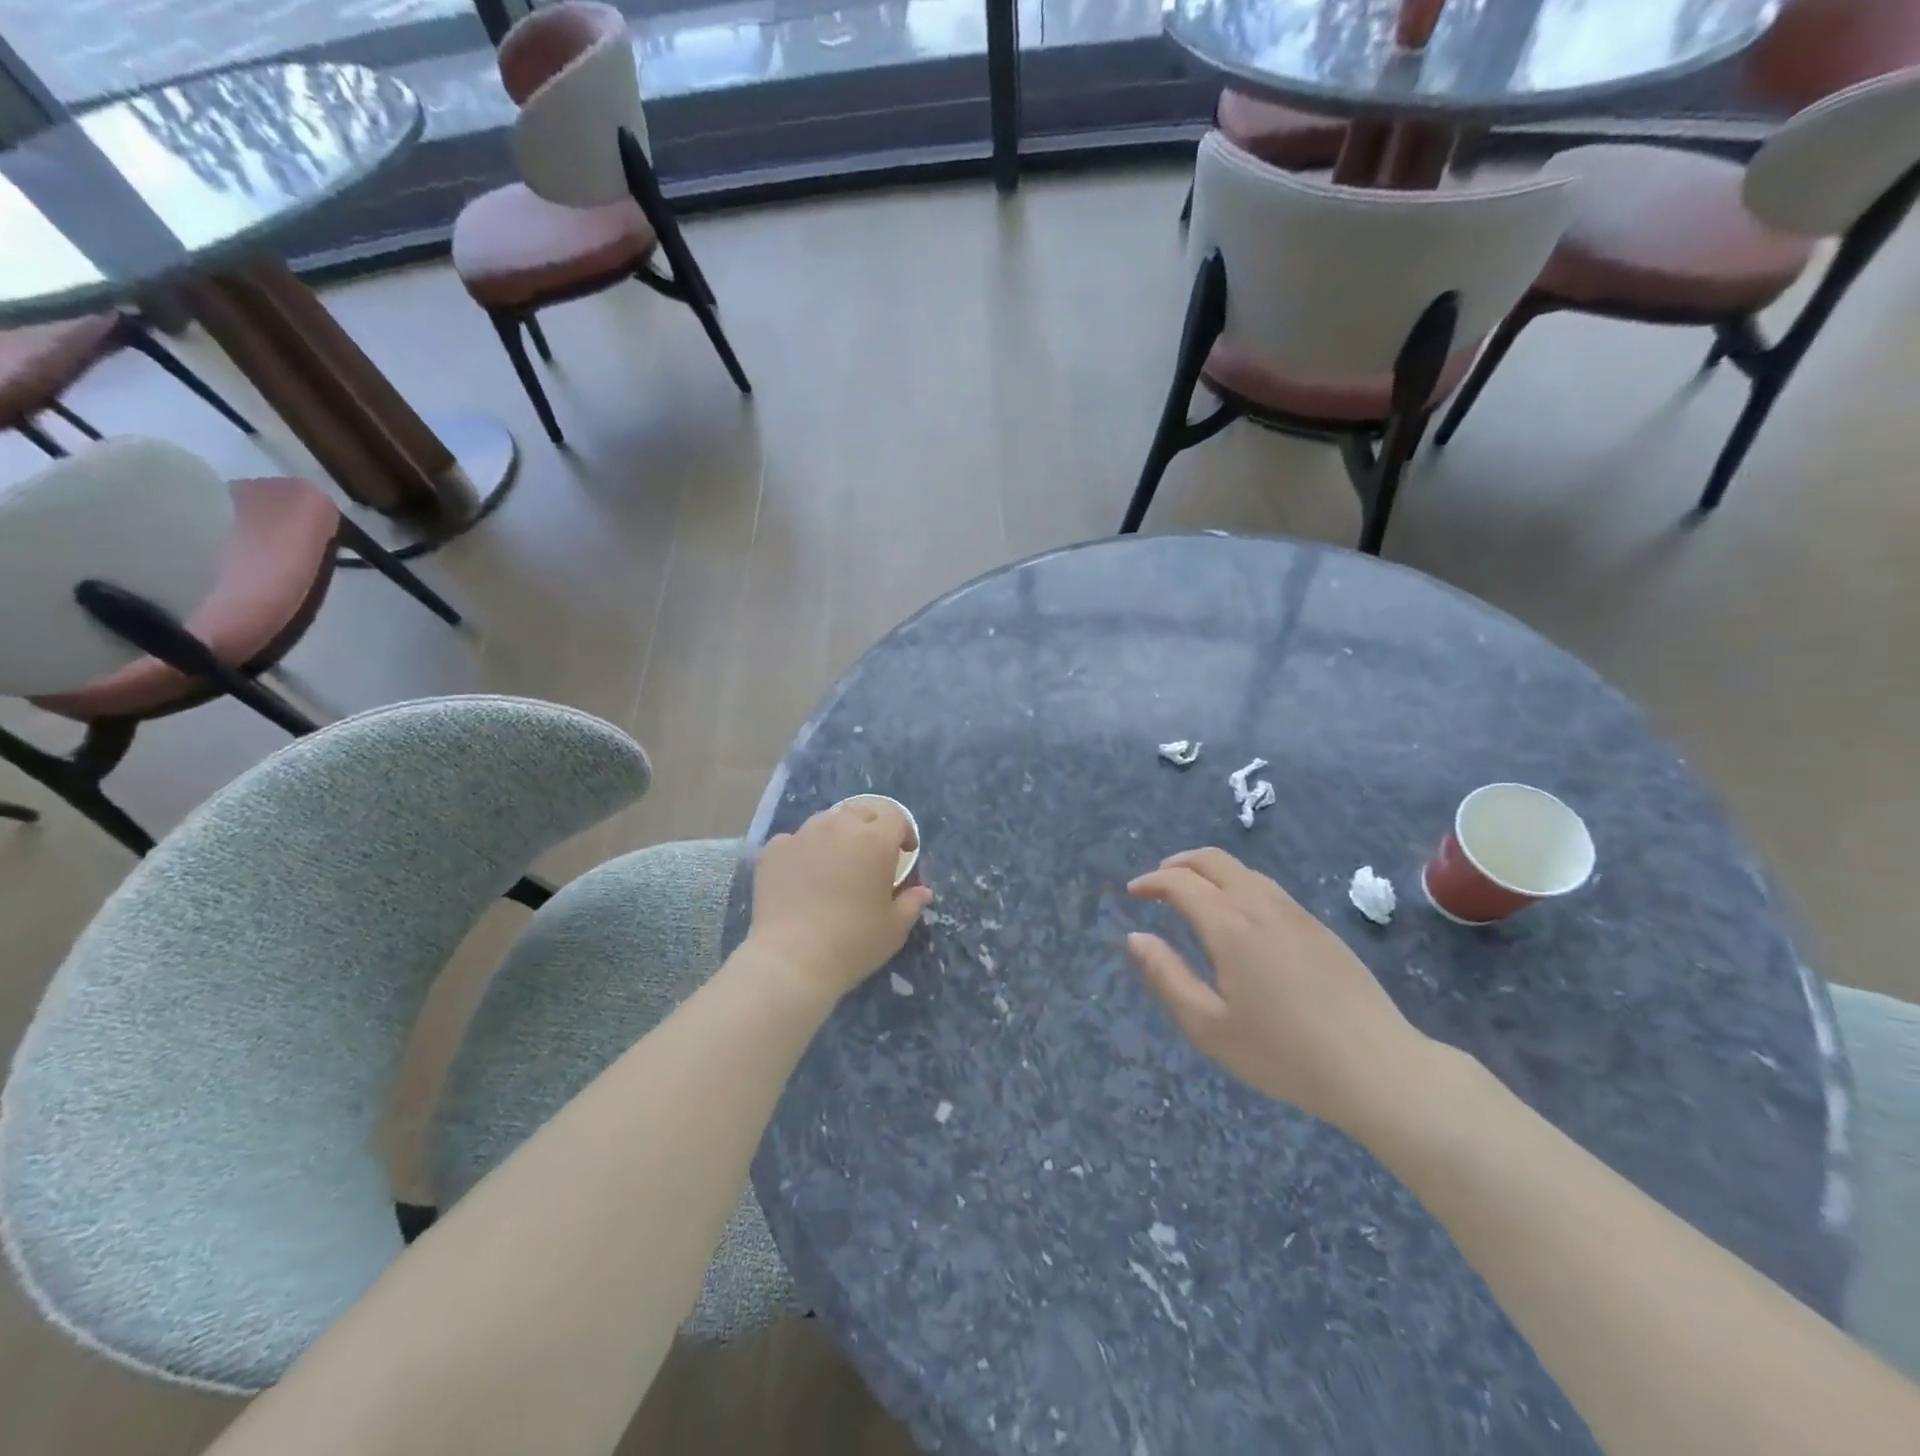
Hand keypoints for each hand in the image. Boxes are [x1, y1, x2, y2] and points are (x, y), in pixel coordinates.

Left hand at [748, 800, 932, 1002]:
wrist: (792, 959)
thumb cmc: (853, 942)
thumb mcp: (894, 927)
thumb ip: (911, 902)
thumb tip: (922, 891)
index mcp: (875, 841)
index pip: (896, 818)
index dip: (904, 833)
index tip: (904, 853)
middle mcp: (839, 827)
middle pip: (861, 812)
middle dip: (870, 827)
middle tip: (870, 855)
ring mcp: (803, 835)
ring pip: (826, 821)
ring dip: (836, 835)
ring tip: (834, 862)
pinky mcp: (774, 850)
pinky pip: (794, 840)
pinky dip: (803, 851)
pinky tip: (801, 876)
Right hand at [1127, 848, 1431, 1135]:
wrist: (1377, 1067)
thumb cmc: (1283, 1053)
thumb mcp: (1209, 1026)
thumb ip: (1167, 976)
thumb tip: (1136, 938)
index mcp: (1229, 925)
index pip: (1180, 882)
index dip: (1151, 881)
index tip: (1133, 892)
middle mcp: (1260, 905)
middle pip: (1213, 860)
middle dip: (1178, 864)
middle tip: (1158, 884)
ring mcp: (1295, 912)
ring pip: (1243, 870)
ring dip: (1209, 872)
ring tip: (1193, 897)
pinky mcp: (1319, 927)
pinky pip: (1267, 888)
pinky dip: (1237, 886)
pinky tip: (1238, 919)